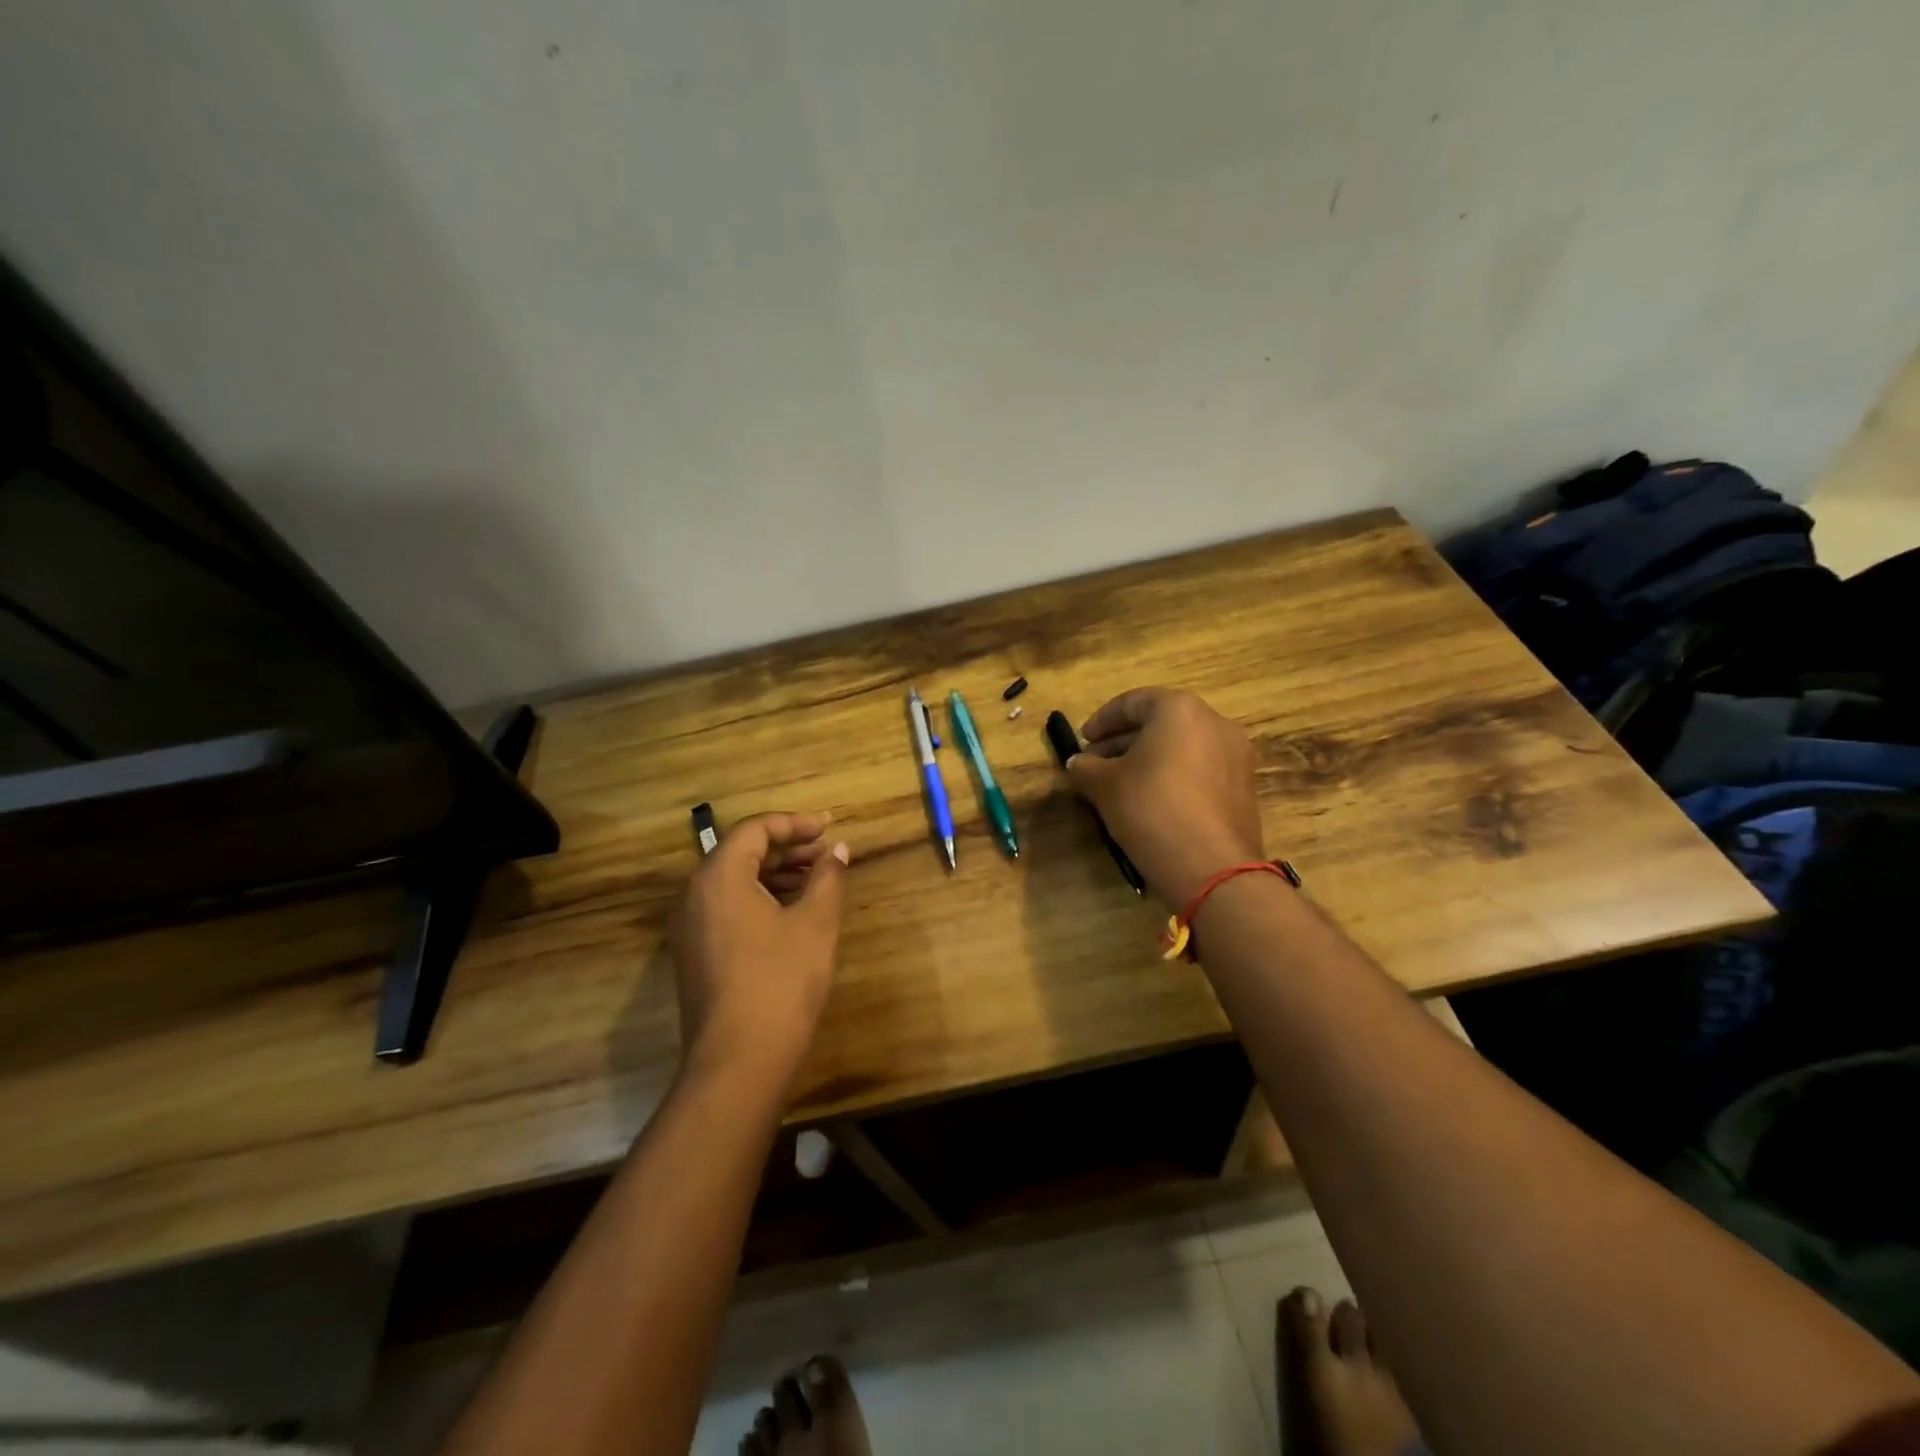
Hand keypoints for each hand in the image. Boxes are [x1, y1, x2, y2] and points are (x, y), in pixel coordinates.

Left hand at [669, 811, 849, 1087]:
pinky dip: (759, 897)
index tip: (828, 828)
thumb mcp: (815, 924)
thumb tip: (838, 850)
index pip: (755, 829)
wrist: (739, 1060)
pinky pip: (726, 906)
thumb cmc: (781, 981)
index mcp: (720, 876)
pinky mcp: (694, 952)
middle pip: (741, 852)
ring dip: (775, 873)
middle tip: (826, 853)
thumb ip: (828, 878)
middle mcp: (695, 893)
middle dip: (787, 847)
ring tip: (816, 879)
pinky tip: (791, 911)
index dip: (795, 823)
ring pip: (734, 880)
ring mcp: (689, 925)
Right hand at [1065, 688, 1264, 904]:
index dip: (1102, 720)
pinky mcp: (1243, 786)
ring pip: (1181, 746)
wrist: (1213, 868)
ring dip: (1148, 759)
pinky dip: (1173, 775)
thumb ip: (1085, 767)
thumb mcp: (1105, 786)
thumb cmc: (1152, 810)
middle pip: (1160, 722)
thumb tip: (1078, 762)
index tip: (1083, 740)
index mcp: (1180, 710)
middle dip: (1123, 741)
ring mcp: (1235, 755)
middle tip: (1095, 763)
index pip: (1133, 702)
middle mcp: (1214, 722)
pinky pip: (1200, 768)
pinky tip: (1152, 801)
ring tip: (1119, 784)